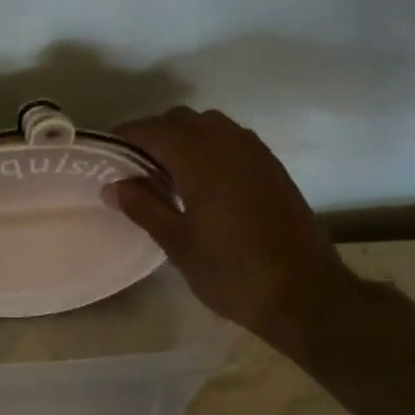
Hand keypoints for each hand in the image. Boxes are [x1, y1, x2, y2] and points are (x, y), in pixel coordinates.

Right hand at [106, 107, 362, 343]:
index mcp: (200, 158)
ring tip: (171, 171)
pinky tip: (206, 180)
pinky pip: (233, 138)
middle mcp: (228, 143)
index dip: (127, 136)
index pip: (153, 130)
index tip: (109, 151)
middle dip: (155, 134)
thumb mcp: (178, 244)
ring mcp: (255, 153)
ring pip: (210, 124)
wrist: (305, 294)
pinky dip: (211, 145)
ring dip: (185, 136)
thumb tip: (113, 185)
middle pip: (181, 119)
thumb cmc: (233, 272)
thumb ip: (144, 207)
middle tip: (137, 165)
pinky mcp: (273, 167)